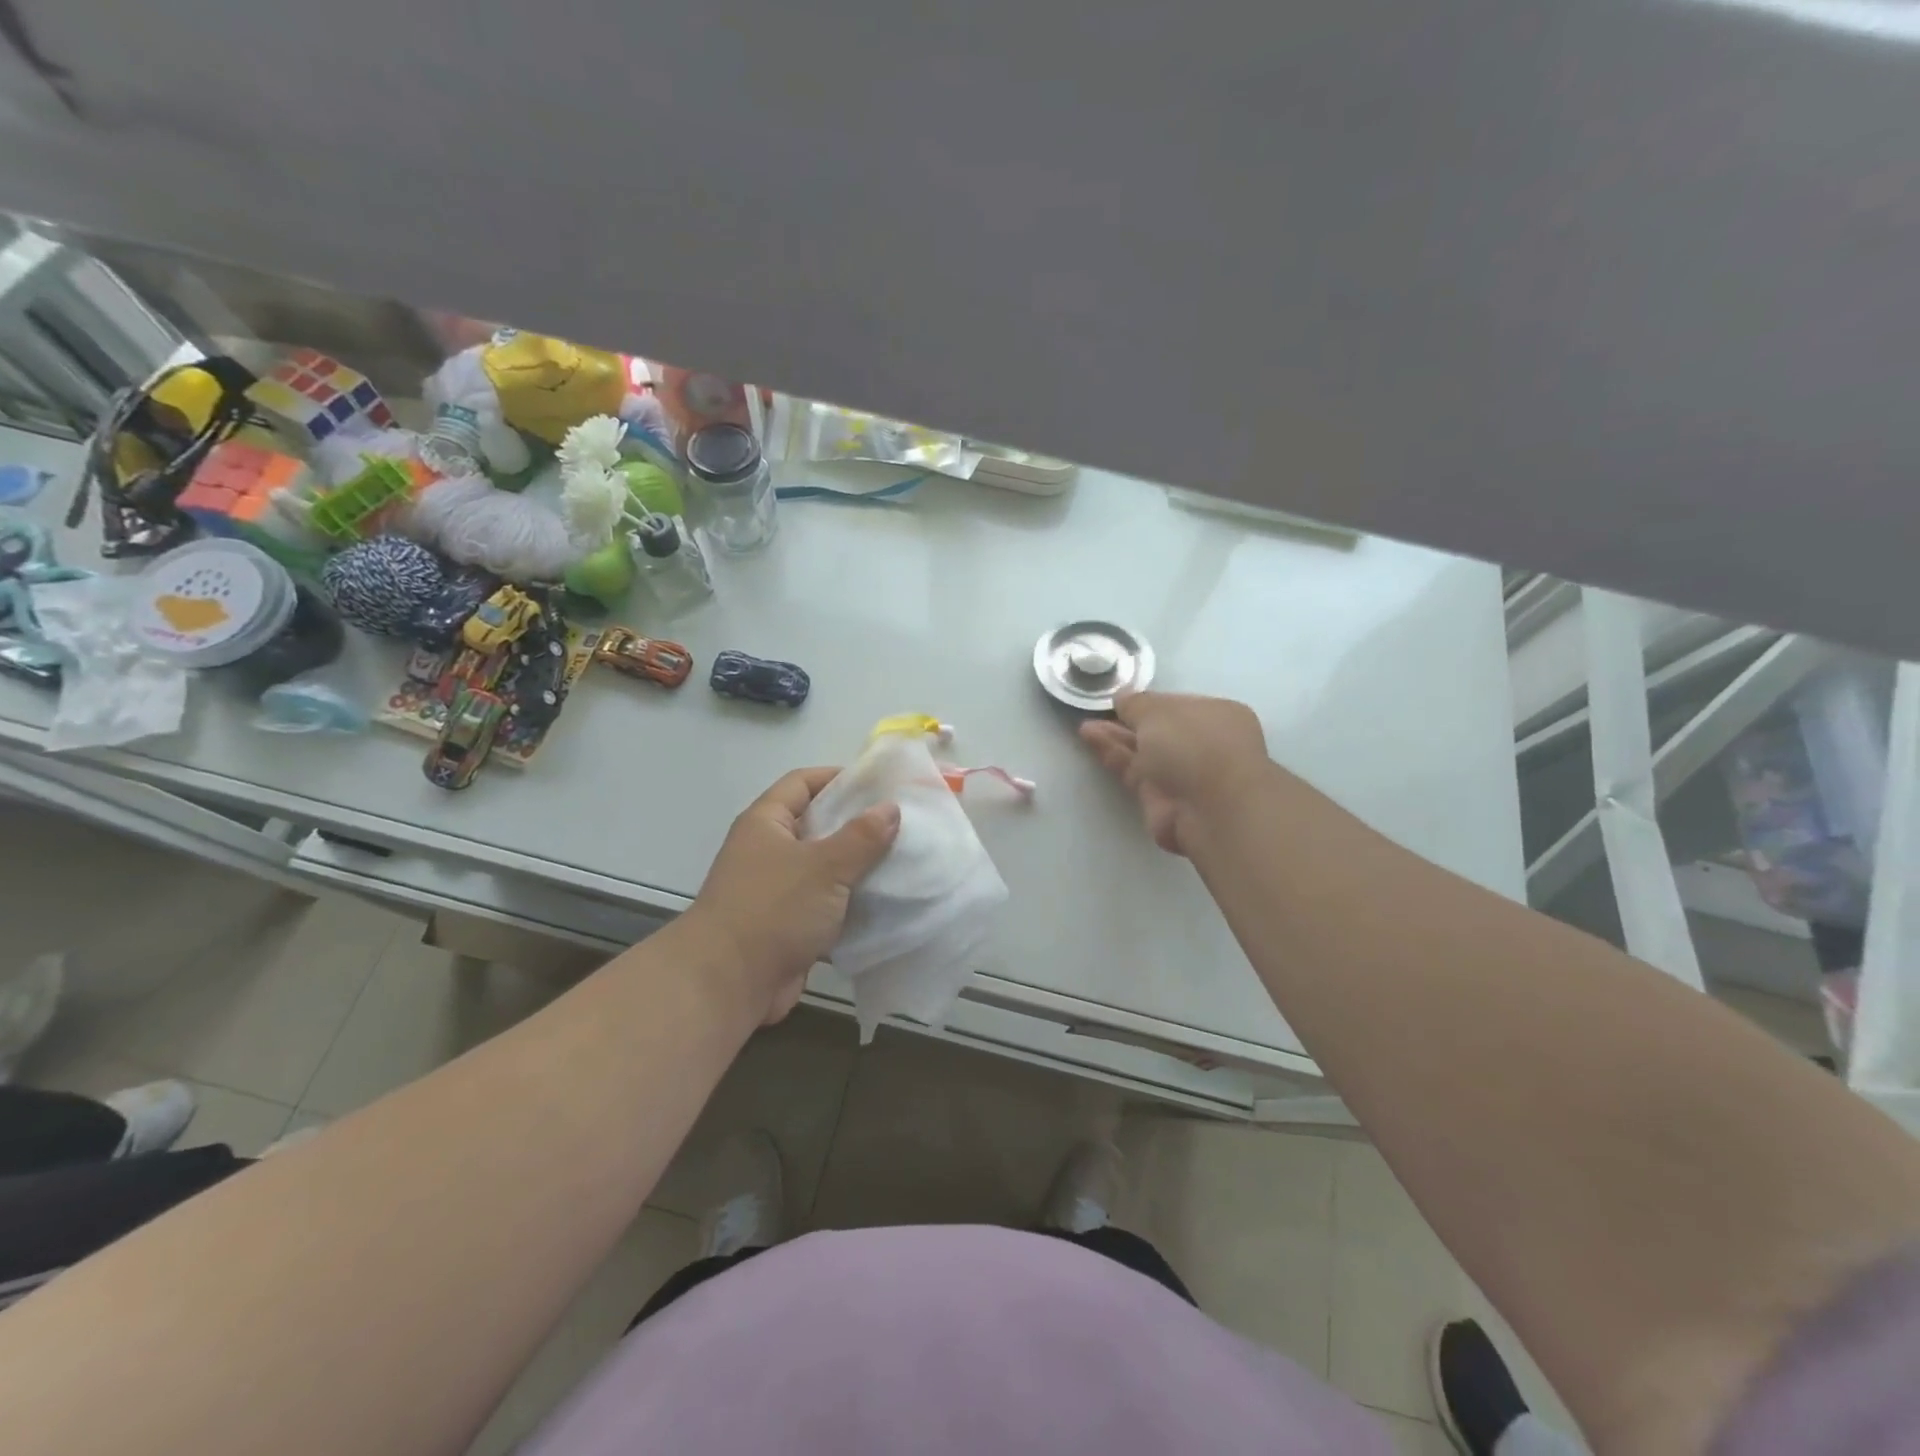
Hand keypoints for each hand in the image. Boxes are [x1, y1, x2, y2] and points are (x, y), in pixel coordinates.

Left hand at [686, 766, 900, 1023]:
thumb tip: (891, 808)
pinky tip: (885, 903)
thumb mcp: (824, 866)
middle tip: (900, 824)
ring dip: (857, 868)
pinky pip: (824, 905)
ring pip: (824, 868)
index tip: (879, 784)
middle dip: (856, 825)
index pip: (802, 782)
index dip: (837, 778)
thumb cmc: (772, 909)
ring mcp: (776, 890)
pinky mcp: (786, 926)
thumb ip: (861, 836)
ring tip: (902, 861)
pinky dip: (849, 904)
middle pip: (816, 825)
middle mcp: (767, 851)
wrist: (728, 984)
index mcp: (766, 823)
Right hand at [1080, 691, 1270, 856]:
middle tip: (1096, 712)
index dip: (1148, 702)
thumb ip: (1136, 703)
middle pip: (1159, 730)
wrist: (1211, 810)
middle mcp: (1203, 744)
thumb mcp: (1159, 711)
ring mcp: (1183, 774)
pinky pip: (1134, 771)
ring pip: (1144, 751)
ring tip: (1084, 726)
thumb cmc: (1195, 745)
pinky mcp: (1161, 799)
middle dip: (1128, 721)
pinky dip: (1113, 755)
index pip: (1177, 705)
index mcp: (1217, 715)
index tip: (1120, 699)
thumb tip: (1122, 696)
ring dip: (1115, 738)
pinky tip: (1090, 739)